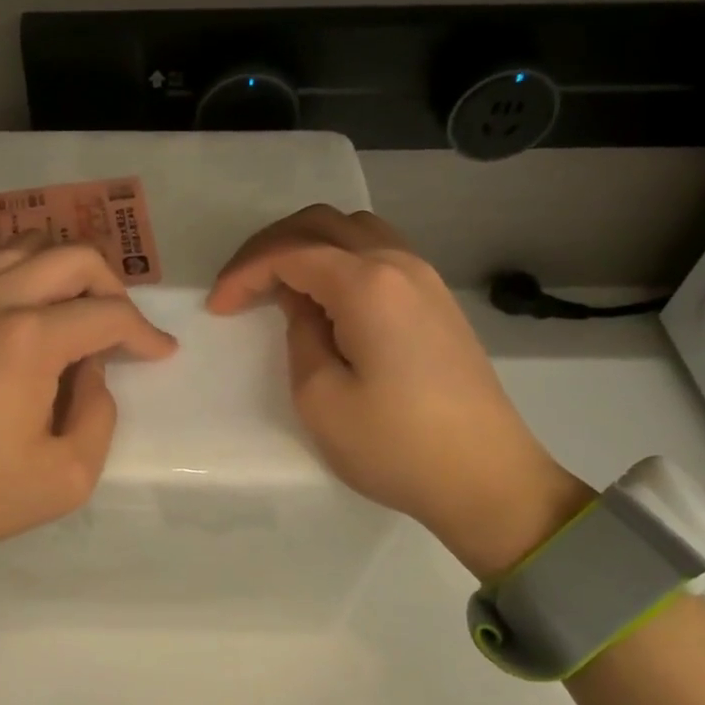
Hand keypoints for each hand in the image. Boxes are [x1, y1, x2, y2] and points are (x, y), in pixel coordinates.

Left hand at [0, 235, 178, 596]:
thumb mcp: (67, 475)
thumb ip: (99, 413)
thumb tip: (90, 371)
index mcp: (29, 339)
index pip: (107, 312)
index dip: (144, 332)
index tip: (162, 353)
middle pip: (72, 257)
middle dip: (112, 287)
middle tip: (123, 331)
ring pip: (30, 248)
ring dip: (68, 272)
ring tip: (82, 315)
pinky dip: (31, 277)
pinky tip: (40, 318)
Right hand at [209, 206, 592, 579]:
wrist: (487, 479)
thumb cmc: (396, 446)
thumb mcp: (320, 397)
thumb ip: (300, 334)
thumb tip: (302, 304)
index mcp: (368, 284)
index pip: (291, 253)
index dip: (245, 273)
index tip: (217, 307)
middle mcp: (400, 263)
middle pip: (322, 224)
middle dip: (270, 246)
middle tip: (239, 285)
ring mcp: (425, 278)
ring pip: (354, 230)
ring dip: (308, 245)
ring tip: (278, 284)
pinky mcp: (437, 299)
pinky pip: (379, 251)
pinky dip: (340, 257)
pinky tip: (325, 293)